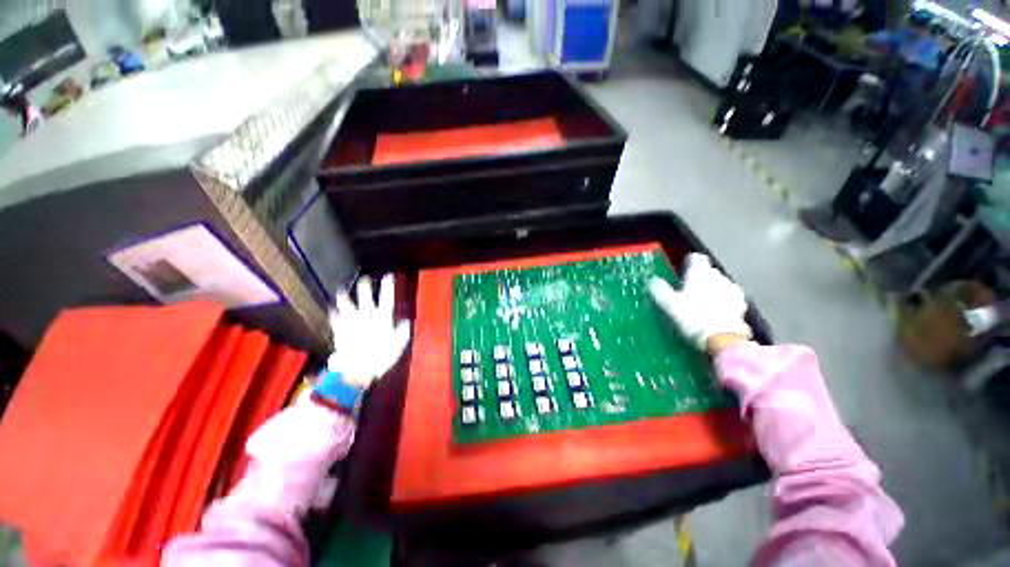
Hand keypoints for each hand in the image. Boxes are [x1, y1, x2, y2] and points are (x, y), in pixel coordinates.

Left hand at [327, 274, 411, 388]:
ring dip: (344, 298)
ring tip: (341, 290)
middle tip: (364, 279)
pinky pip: (335, 321)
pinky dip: (334, 315)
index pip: (387, 300)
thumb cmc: (381, 359)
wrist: (357, 372)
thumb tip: (405, 321)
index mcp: (383, 322)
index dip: (388, 287)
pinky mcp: (340, 333)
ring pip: (347, 307)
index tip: (388, 276)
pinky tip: (332, 310)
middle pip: (366, 300)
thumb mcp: (398, 347)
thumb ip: (402, 332)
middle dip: (365, 288)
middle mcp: (367, 320)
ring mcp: (352, 325)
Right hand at [649, 253, 751, 352]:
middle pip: (708, 271)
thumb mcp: (667, 304)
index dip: (688, 263)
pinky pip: (729, 299)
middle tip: (688, 292)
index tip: (681, 272)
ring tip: (701, 305)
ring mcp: (733, 292)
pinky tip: (714, 315)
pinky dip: (722, 303)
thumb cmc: (691, 318)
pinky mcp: (742, 307)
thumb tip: (653, 280)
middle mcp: (719, 277)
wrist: (722, 341)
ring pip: (720, 285)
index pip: (696, 258)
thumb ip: (659, 290)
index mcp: (700, 273)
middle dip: (700, 279)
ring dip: (712, 291)